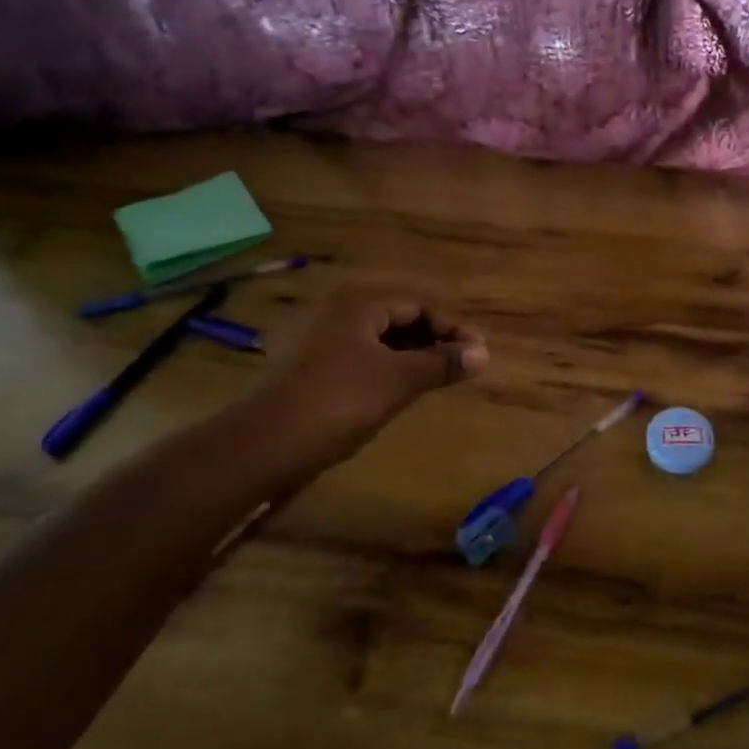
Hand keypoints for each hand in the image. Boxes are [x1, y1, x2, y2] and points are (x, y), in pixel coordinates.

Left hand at [246, 286, 488, 463]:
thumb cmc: (339, 401)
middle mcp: (338, 312)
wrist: (264, 444)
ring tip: (438, 378)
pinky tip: (400, 390)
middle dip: (434, 340)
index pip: (419, 305)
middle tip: (463, 366)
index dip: (453, 328)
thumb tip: (484, 353)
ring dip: (413, 355)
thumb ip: (442, 363)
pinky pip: (361, 357)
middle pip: (399, 318)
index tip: (479, 354)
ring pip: (379, 340)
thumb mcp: (398, 380)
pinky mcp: (310, 367)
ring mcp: (320, 340)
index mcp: (359, 304)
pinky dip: (388, 368)